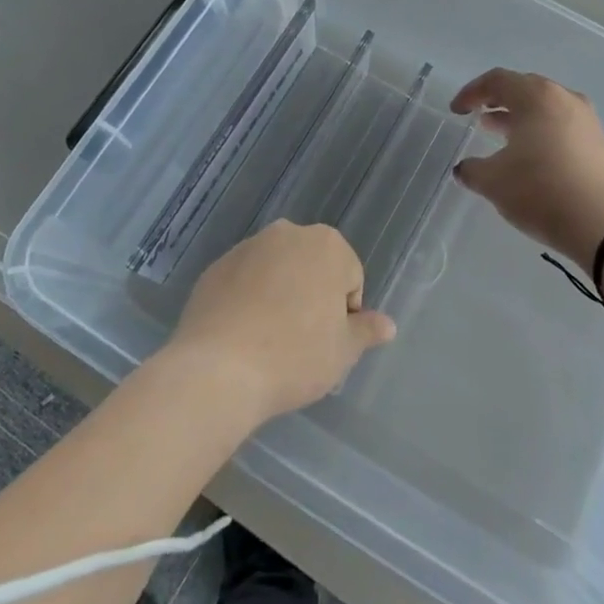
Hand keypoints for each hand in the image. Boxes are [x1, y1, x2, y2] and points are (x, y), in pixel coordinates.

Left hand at [166, 220, 395, 423]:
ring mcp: (247, 247)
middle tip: (302, 340)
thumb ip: (366, 331)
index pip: (350, 277)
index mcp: (327, 245)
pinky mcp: (216, 267)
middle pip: (312, 267)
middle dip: (312, 296)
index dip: (344, 313)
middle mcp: (288, 233)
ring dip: (279, 294)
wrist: (218, 370)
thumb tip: (388, 324)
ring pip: (276, 271)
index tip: (327, 341)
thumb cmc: (295, 356)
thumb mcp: (342, 351)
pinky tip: (241, 335)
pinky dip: (247, 299)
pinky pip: (243, 282)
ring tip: (269, 340)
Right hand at [451, 69, 603, 264]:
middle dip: (497, 101)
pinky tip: (529, 155)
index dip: (471, 92)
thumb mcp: (495, 182)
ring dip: (519, 117)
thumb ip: (473, 170)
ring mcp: (586, 119)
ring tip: (499, 134)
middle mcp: (564, 98)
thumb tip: (464, 168)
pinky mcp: (599, 142)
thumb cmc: (542, 191)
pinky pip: (561, 125)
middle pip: (524, 88)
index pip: (497, 80)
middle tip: (478, 116)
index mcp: (536, 97)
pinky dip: (540, 131)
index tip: (456, 110)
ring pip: (545, 107)